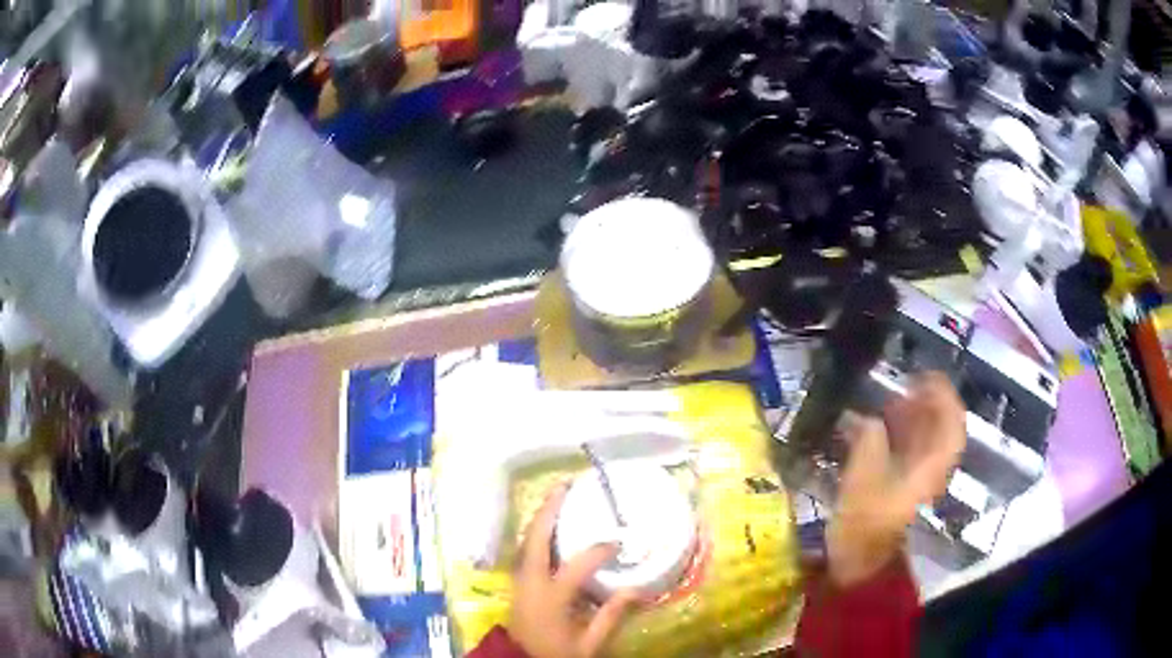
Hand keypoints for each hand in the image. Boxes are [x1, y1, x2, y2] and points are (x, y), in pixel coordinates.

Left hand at [509, 484, 639, 657]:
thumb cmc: (555, 653)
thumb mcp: (588, 643)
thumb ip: (611, 616)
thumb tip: (638, 590)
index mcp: (551, 597)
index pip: (577, 566)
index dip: (599, 551)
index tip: (618, 543)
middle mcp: (530, 581)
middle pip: (535, 538)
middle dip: (550, 509)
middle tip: (566, 485)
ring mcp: (519, 579)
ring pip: (526, 539)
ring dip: (541, 516)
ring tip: (558, 496)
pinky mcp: (517, 581)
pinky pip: (525, 548)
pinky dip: (536, 531)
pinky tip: (549, 523)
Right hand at [826, 373, 965, 586]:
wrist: (859, 571)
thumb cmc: (864, 529)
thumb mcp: (863, 483)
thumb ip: (868, 443)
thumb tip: (867, 420)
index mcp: (931, 469)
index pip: (952, 425)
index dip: (943, 397)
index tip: (925, 376)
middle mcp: (930, 473)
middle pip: (939, 431)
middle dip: (925, 404)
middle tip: (902, 385)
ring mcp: (916, 483)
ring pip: (923, 443)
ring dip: (910, 420)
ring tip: (887, 403)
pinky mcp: (900, 492)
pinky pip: (906, 456)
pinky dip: (896, 438)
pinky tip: (875, 431)